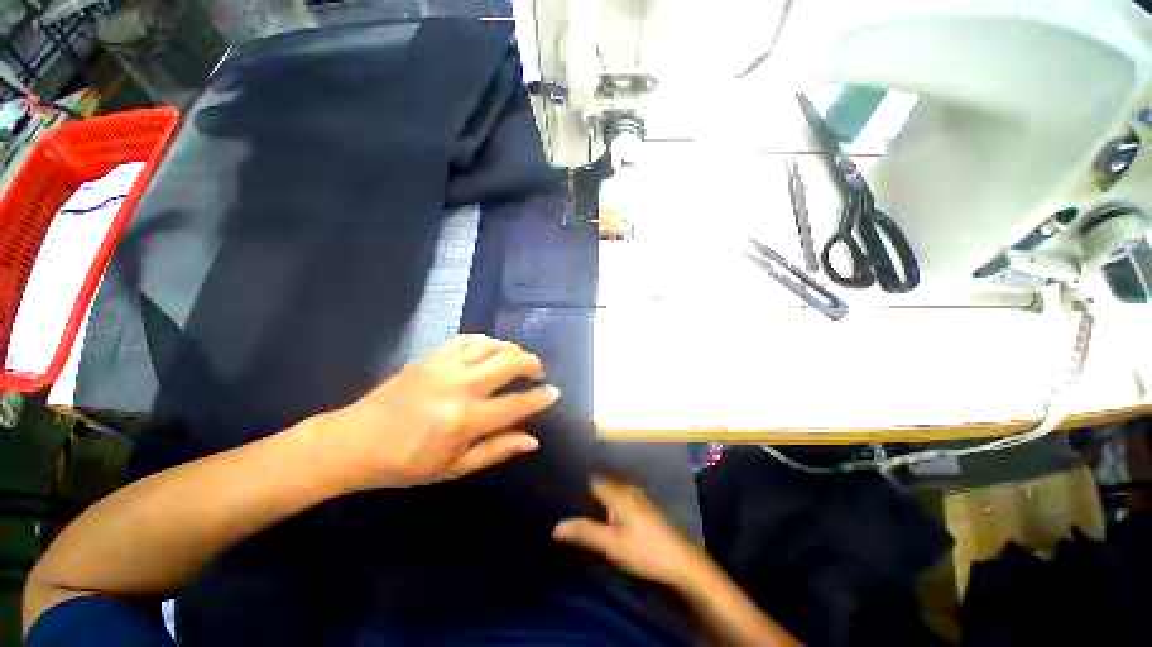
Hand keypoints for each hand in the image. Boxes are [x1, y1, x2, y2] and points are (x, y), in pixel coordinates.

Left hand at [315, 335, 559, 491]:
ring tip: (517, 359)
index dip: (540, 398)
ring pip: (490, 345)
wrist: (356, 441)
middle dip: (531, 363)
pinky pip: (467, 339)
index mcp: (466, 419)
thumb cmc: (407, 463)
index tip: (555, 392)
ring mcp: (444, 367)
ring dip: (511, 349)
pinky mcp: (431, 357)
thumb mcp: (455, 467)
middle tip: (537, 371)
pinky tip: (489, 349)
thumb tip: (532, 440)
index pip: (517, 404)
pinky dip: (485, 341)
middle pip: (508, 363)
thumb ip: (497, 450)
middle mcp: (460, 387)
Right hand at [553, 477, 708, 587]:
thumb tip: (556, 527)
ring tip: (582, 508)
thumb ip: (585, 532)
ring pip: (612, 491)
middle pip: (602, 483)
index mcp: (618, 492)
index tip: (562, 490)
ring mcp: (638, 497)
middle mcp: (627, 488)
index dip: (577, 483)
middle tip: (568, 501)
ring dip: (599, 497)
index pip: (592, 479)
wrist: (682, 561)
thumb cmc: (644, 550)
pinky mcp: (644, 507)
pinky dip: (610, 503)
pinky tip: (605, 516)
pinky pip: (621, 497)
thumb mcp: (611, 544)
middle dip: (587, 491)